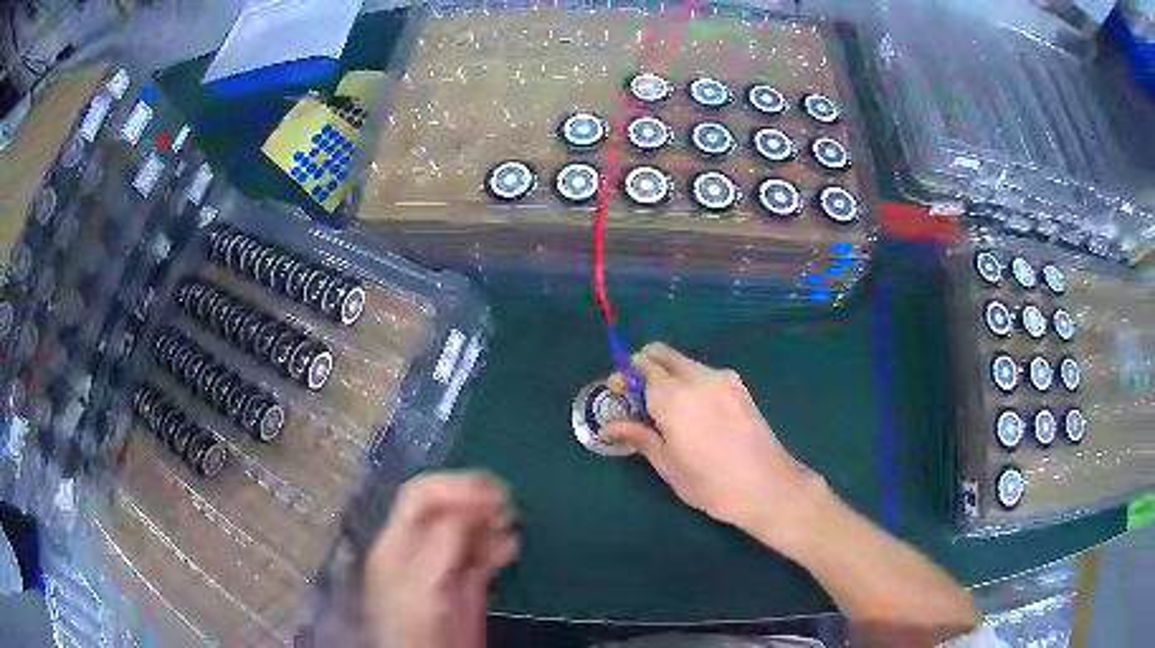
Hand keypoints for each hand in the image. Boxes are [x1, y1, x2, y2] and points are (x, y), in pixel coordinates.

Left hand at [364, 472, 517, 647]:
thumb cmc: (416, 625)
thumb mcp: (422, 582)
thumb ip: (442, 544)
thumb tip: (473, 510)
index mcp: (399, 541)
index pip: (423, 495)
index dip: (456, 487)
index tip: (493, 495)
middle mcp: (421, 546)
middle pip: (447, 506)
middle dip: (477, 499)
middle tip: (508, 505)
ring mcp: (445, 563)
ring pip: (469, 527)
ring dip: (491, 519)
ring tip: (510, 524)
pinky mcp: (467, 582)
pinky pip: (483, 552)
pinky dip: (499, 544)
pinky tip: (509, 548)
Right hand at [603, 343, 827, 553]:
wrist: (768, 486)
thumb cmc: (711, 484)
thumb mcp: (668, 465)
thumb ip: (639, 436)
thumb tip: (609, 426)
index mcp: (673, 396)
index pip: (639, 367)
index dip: (623, 377)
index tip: (616, 395)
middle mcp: (697, 377)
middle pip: (661, 354)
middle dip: (643, 367)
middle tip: (637, 397)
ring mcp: (722, 378)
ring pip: (684, 361)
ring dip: (667, 374)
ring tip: (666, 409)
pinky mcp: (739, 386)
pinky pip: (704, 373)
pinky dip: (689, 381)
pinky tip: (694, 412)